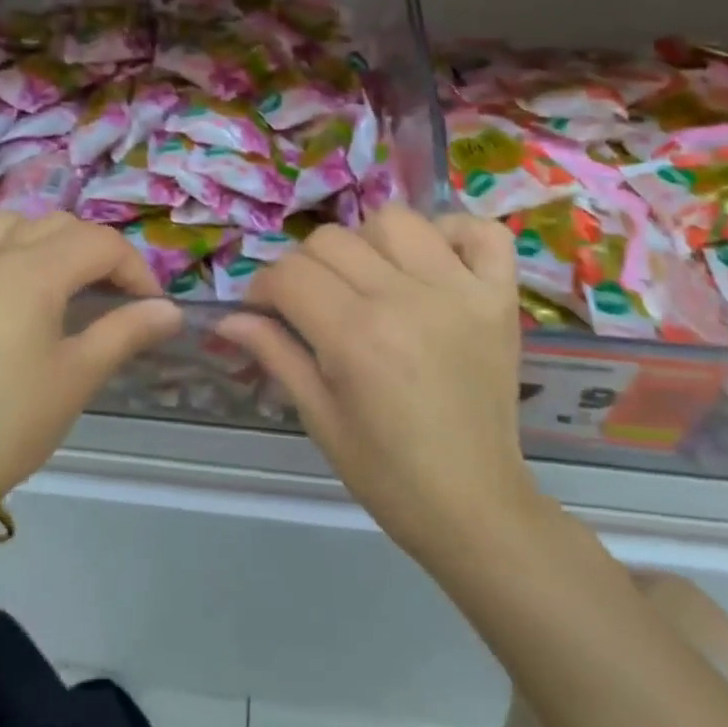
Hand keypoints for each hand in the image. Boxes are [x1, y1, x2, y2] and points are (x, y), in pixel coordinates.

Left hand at [0, 211, 182, 500]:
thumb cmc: (14, 421)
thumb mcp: (80, 375)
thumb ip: (127, 331)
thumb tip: (171, 310)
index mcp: (34, 270)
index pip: (101, 244)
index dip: (136, 269)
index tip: (151, 306)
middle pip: (58, 225)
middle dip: (96, 252)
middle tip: (114, 296)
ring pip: (6, 223)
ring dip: (40, 238)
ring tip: (57, 277)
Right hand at [217, 207, 537, 572]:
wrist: (475, 506)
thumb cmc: (387, 473)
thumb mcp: (319, 418)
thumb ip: (275, 353)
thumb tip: (227, 318)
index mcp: (355, 336)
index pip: (288, 274)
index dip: (262, 287)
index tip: (262, 309)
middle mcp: (406, 299)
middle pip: (331, 240)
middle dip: (304, 267)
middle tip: (311, 303)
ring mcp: (460, 291)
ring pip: (395, 220)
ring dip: (368, 243)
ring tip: (371, 281)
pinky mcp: (500, 297)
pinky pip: (480, 231)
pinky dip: (452, 234)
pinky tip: (433, 263)